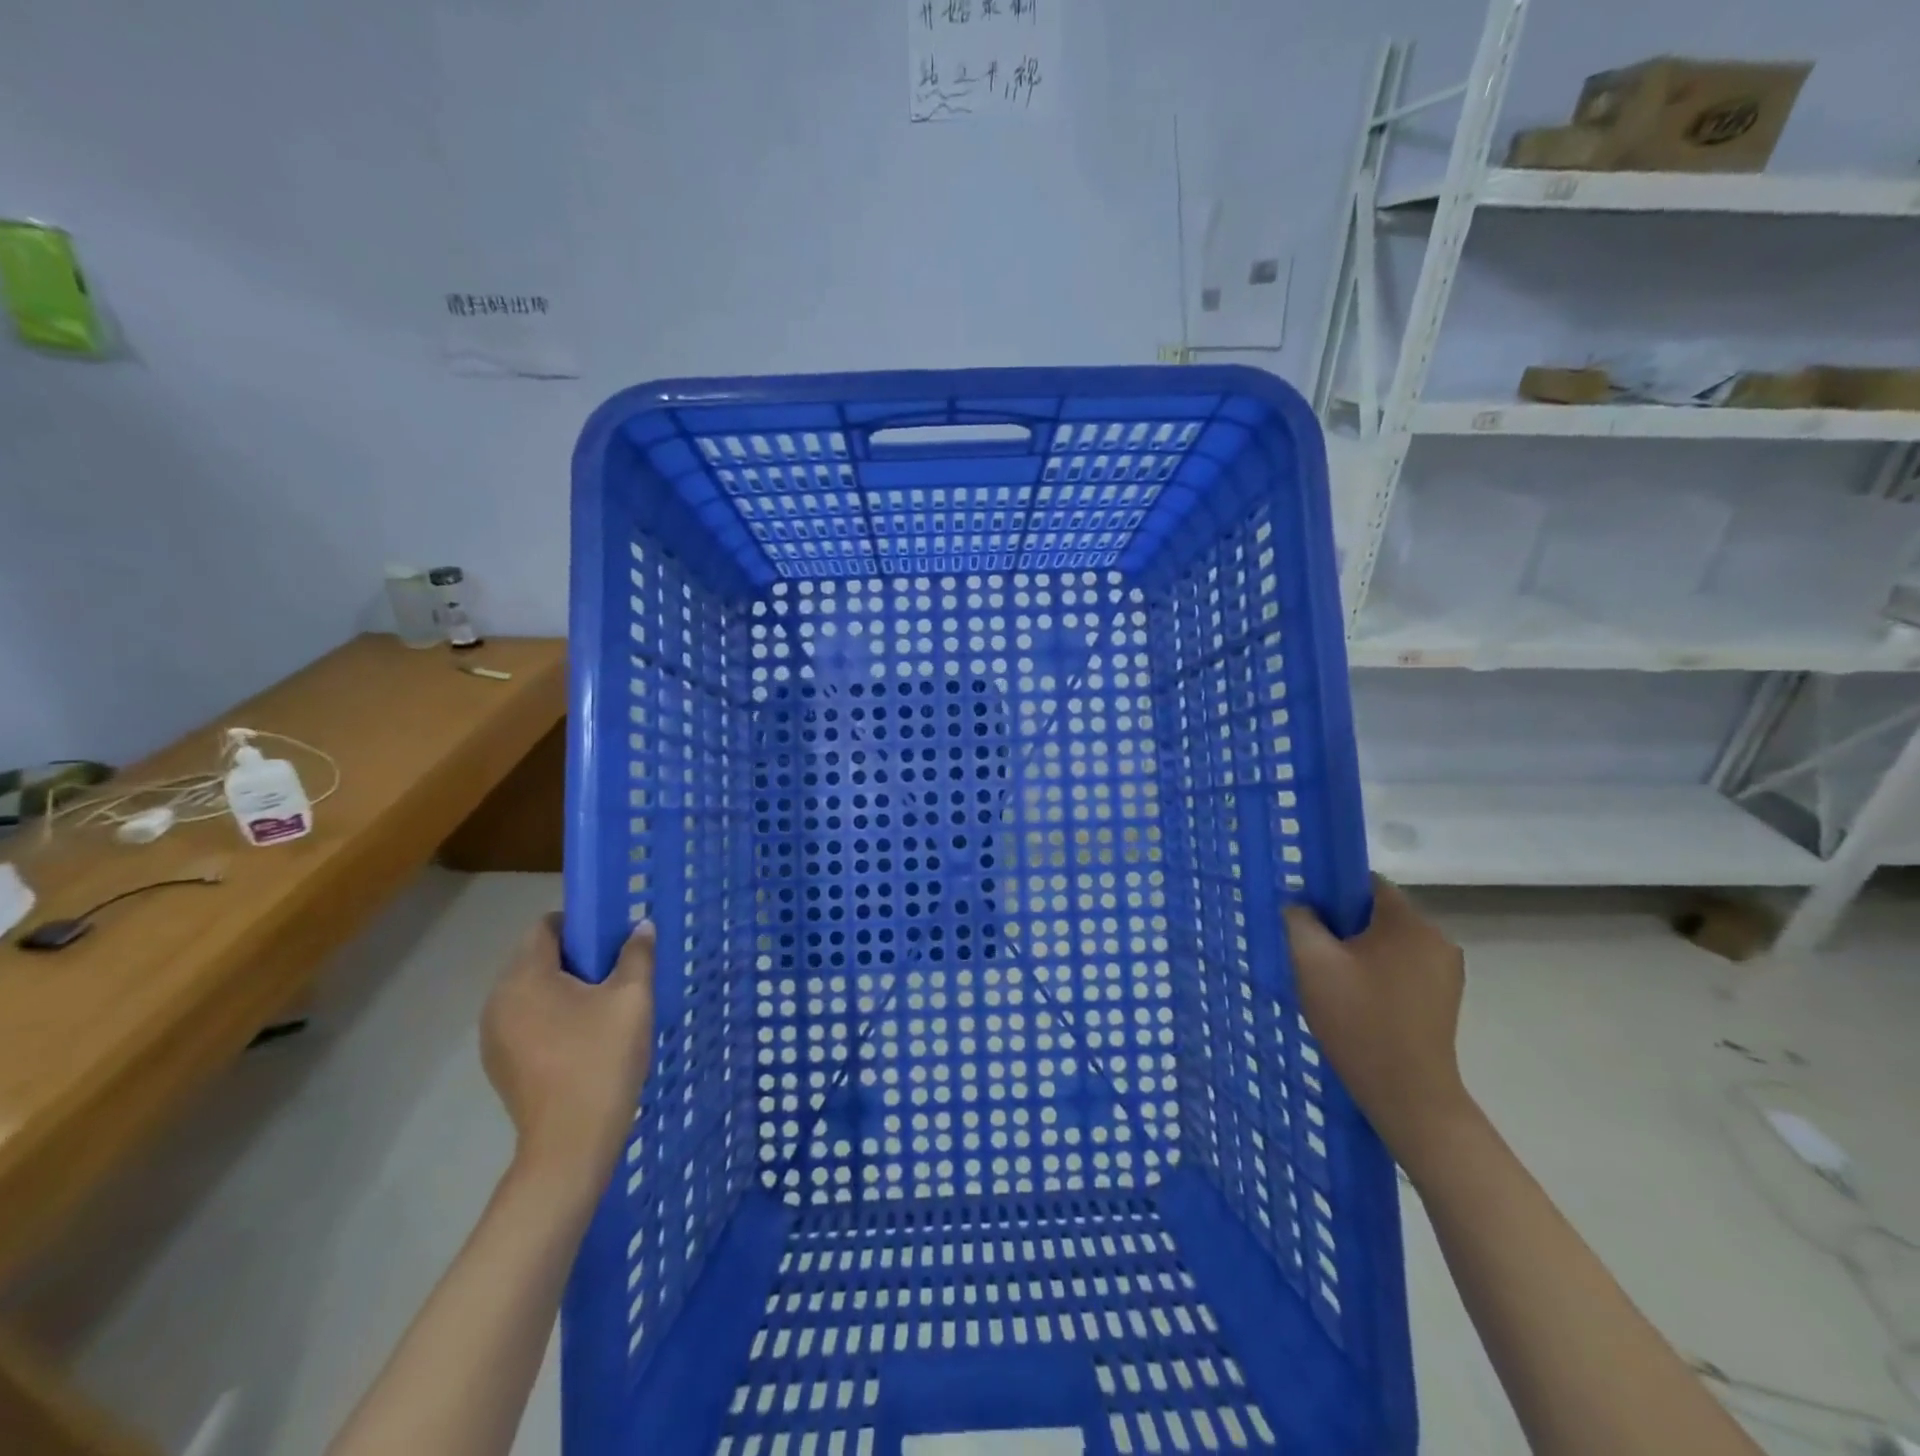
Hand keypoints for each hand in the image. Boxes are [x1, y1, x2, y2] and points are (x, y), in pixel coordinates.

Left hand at [480, 915, 656, 1198]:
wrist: (571, 1143)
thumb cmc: (602, 1059)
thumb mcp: (632, 999)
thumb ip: (637, 955)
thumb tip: (640, 926)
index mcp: (524, 978)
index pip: (545, 927)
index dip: (580, 924)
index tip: (612, 939)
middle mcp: (497, 1001)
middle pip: (535, 958)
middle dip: (575, 957)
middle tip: (616, 972)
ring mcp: (493, 1035)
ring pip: (531, 991)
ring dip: (564, 988)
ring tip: (603, 1006)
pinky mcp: (500, 1063)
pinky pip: (526, 1020)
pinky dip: (552, 1016)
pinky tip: (583, 1038)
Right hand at [1283, 877, 1476, 1168]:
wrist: (1408, 1094)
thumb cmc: (1358, 1020)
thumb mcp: (1312, 963)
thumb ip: (1300, 921)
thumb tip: (1300, 905)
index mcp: (1408, 922)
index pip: (1366, 882)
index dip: (1332, 892)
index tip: (1307, 915)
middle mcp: (1436, 938)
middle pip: (1378, 913)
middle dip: (1344, 926)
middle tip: (1313, 951)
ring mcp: (1446, 970)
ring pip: (1390, 942)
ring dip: (1360, 951)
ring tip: (1333, 979)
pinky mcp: (1445, 997)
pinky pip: (1403, 967)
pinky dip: (1379, 973)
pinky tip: (1358, 999)